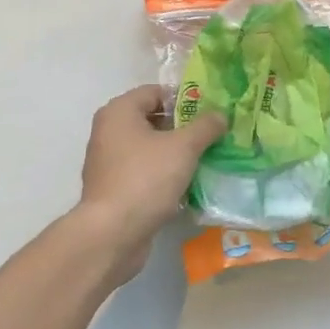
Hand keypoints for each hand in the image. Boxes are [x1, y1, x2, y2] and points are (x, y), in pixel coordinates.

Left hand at [73, 85, 226, 281]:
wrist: (112, 235)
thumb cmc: (145, 179)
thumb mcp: (183, 147)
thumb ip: (205, 126)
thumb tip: (220, 115)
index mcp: (119, 112)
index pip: (156, 92)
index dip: (185, 98)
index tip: (210, 111)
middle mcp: (109, 131)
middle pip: (153, 119)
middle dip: (184, 127)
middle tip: (213, 135)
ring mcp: (109, 162)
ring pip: (151, 148)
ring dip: (176, 153)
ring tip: (206, 159)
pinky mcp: (114, 189)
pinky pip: (145, 172)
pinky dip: (164, 175)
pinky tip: (188, 185)